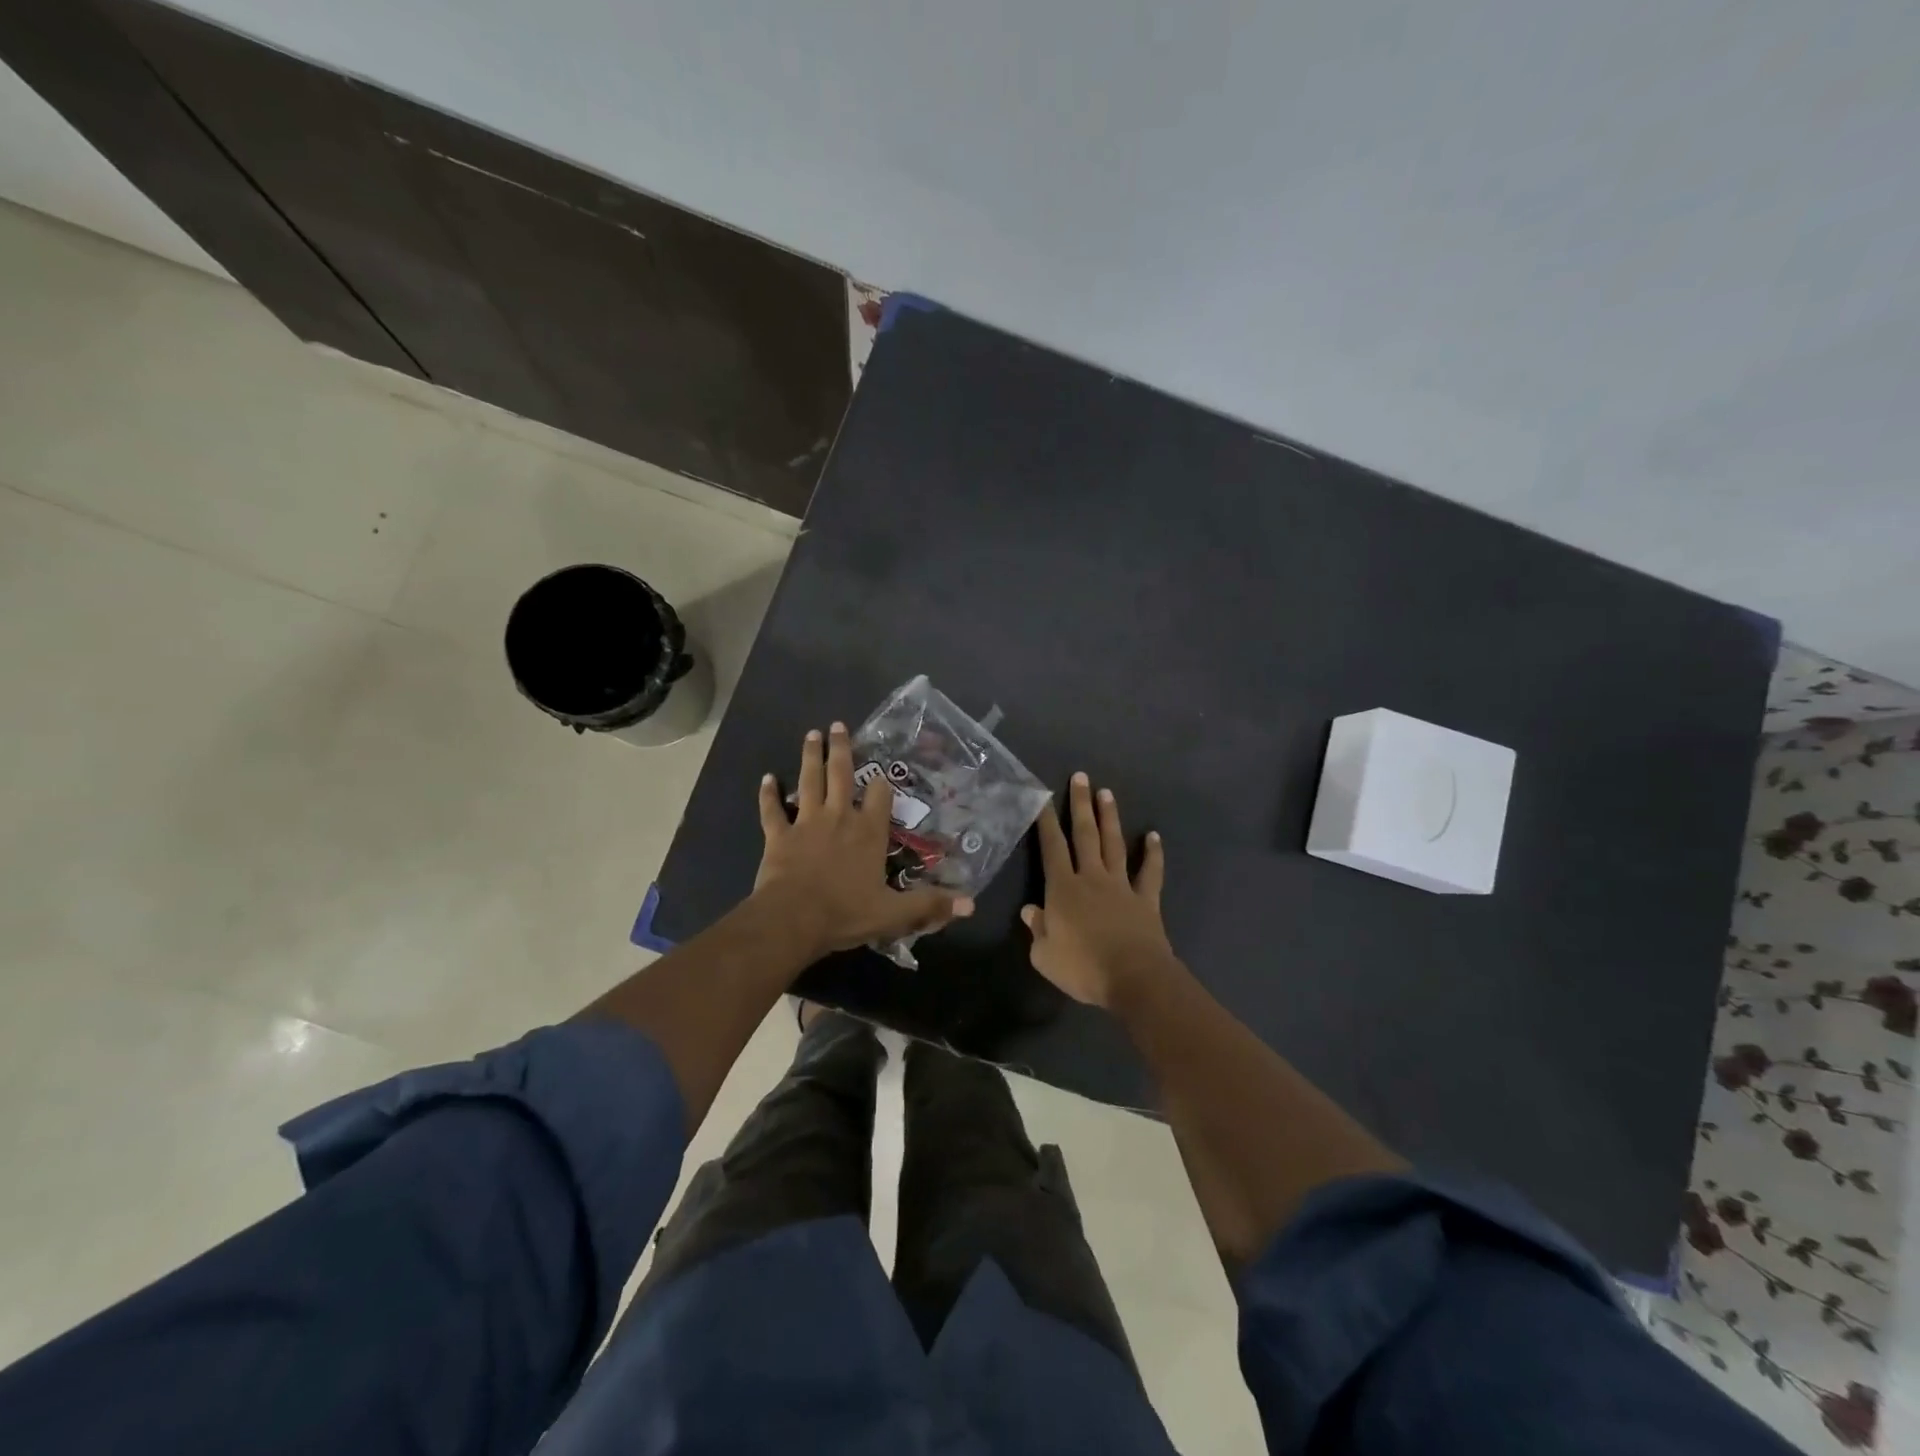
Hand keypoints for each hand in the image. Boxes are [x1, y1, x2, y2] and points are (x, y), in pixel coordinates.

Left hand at [755, 723, 973, 955]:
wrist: (793, 919)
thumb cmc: (845, 913)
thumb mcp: (894, 913)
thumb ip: (929, 905)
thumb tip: (971, 904)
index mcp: (868, 832)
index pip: (880, 796)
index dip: (882, 783)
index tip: (881, 772)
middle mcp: (839, 817)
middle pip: (840, 774)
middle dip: (840, 749)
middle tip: (837, 725)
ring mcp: (806, 823)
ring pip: (808, 781)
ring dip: (809, 757)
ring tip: (811, 734)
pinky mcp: (778, 835)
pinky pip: (772, 810)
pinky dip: (768, 794)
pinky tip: (766, 778)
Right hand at [1023, 773, 1174, 1007]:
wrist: (1134, 979)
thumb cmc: (1083, 968)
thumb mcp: (1044, 956)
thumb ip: (1037, 930)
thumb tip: (1030, 911)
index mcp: (1063, 889)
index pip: (1052, 848)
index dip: (1046, 822)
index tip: (1042, 797)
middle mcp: (1091, 878)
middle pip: (1085, 835)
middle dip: (1080, 804)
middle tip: (1080, 777)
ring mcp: (1121, 886)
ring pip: (1114, 844)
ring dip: (1109, 818)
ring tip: (1106, 792)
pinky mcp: (1146, 900)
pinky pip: (1150, 872)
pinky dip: (1153, 853)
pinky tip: (1153, 836)